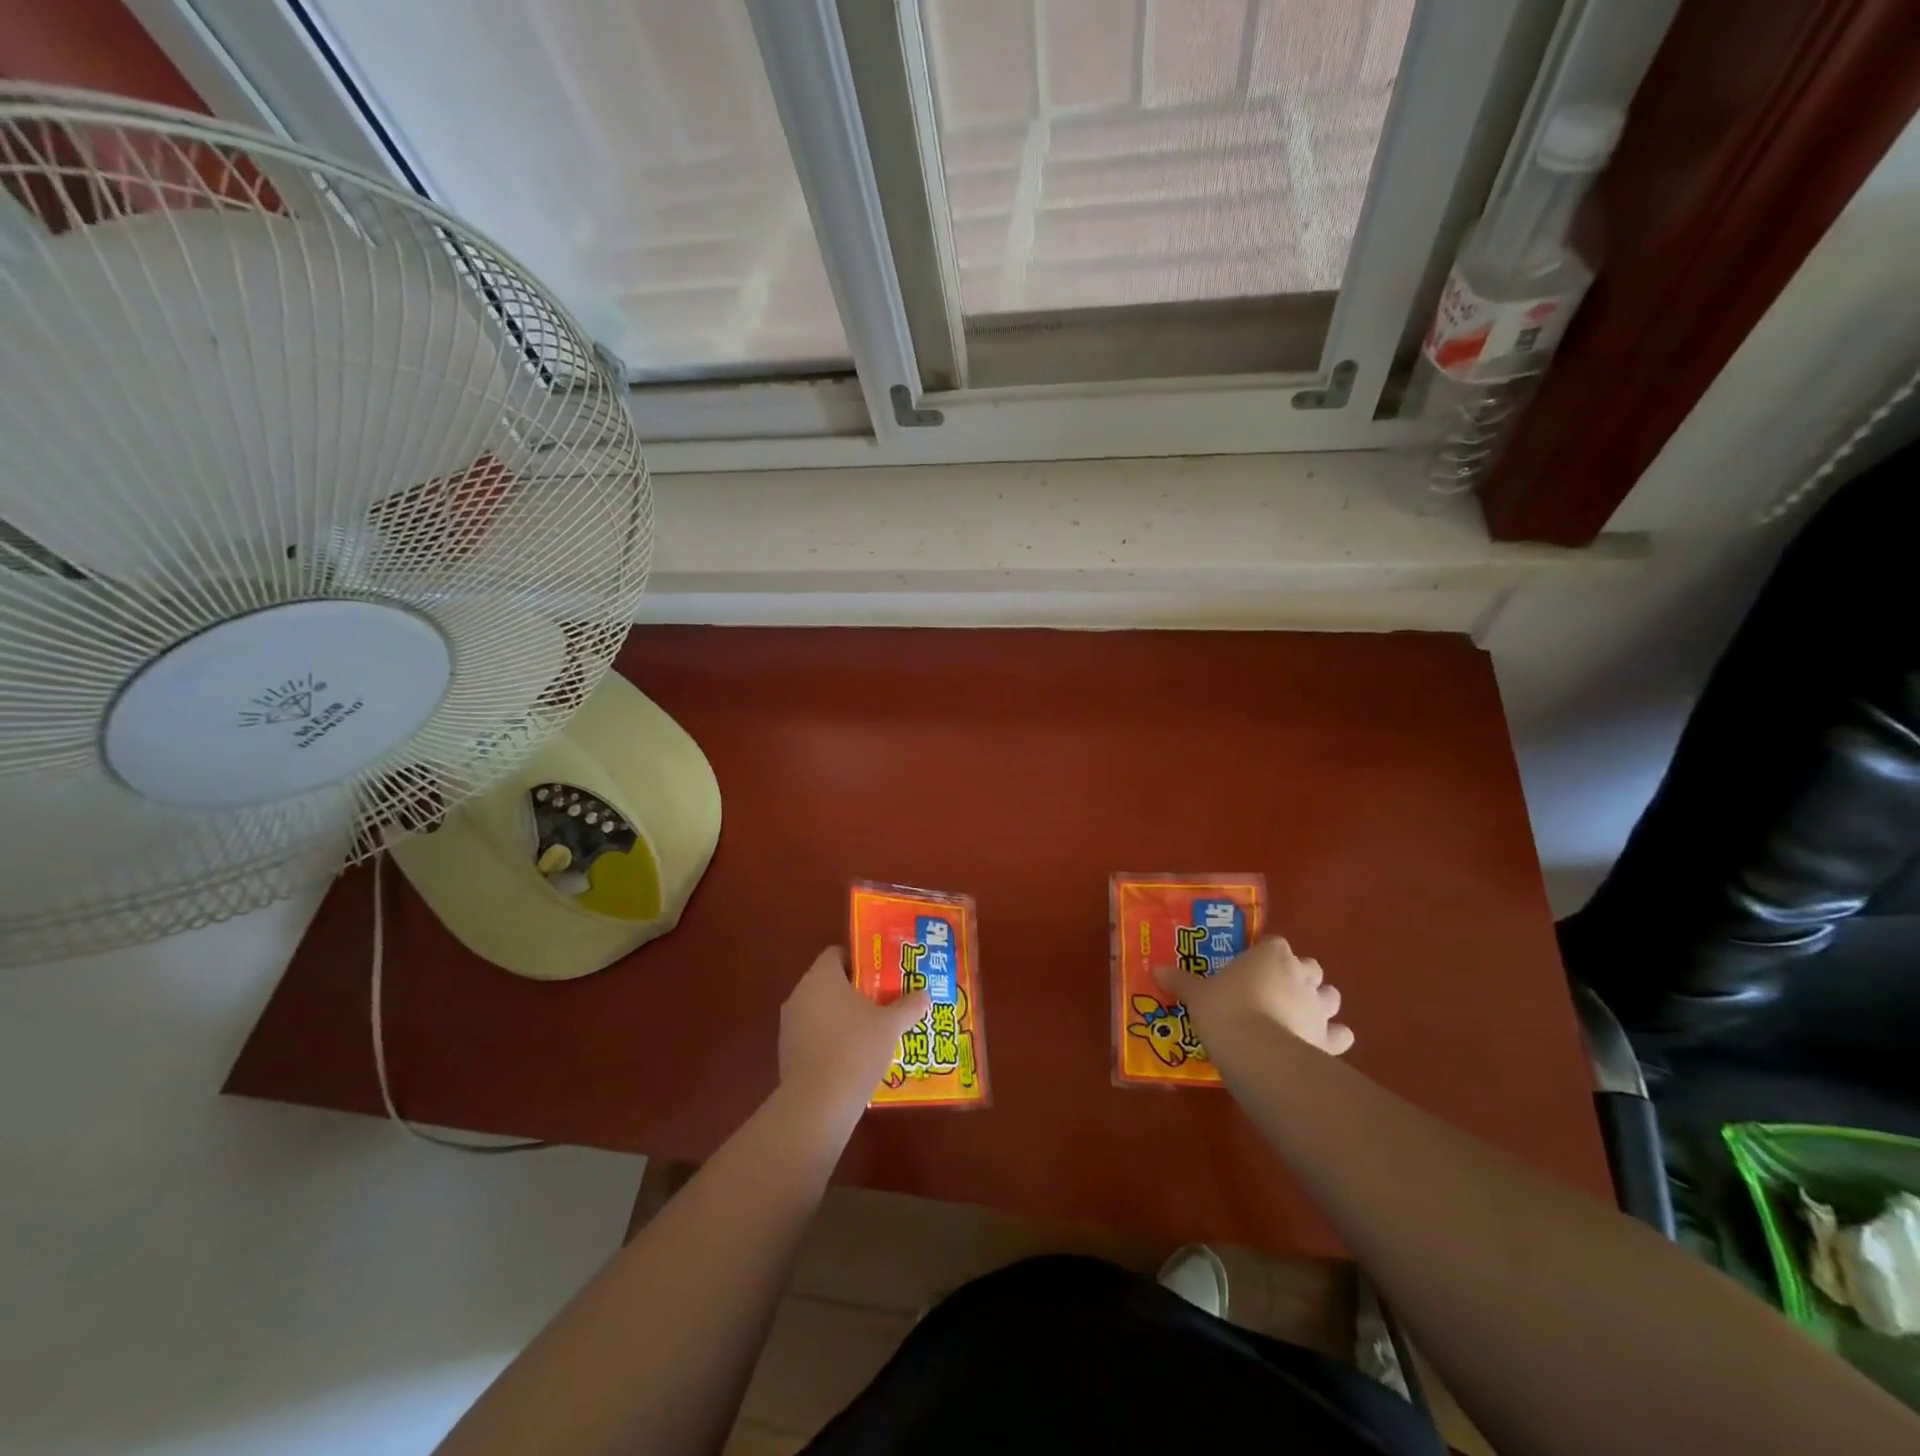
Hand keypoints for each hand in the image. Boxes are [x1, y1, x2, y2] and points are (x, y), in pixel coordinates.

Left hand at [779, 947, 930, 1116]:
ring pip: (821, 1010)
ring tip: (873, 1031)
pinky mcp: (787, 1053)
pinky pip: (814, 1036)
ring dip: (844, 1017)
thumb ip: (908, 1006)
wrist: (819, 1102)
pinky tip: (855, 1058)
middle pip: (830, 982)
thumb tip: (923, 995)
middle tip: (883, 1000)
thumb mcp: (891, 1025)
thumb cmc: (856, 1048)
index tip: (882, 973)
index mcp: (821, 976)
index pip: (837, 953)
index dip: (860, 960)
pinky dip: (832, 1040)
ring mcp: (790, 1025)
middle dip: (856, 991)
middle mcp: (800, 993)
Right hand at [1157, 936, 1353, 1057]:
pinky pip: (1340, 1034)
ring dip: (1319, 1002)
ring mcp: (1319, 1007)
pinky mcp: (1329, 1039)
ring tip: (1297, 1015)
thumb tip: (1156, 970)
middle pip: (1309, 966)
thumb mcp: (1197, 995)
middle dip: (1298, 975)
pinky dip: (1332, 1037)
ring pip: (1330, 996)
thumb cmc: (1225, 1010)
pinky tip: (1316, 1043)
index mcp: (1270, 955)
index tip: (1250, 967)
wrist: (1258, 1053)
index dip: (1265, 954)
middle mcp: (1300, 974)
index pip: (1275, 943)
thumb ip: (1181, 981)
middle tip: (1274, 990)